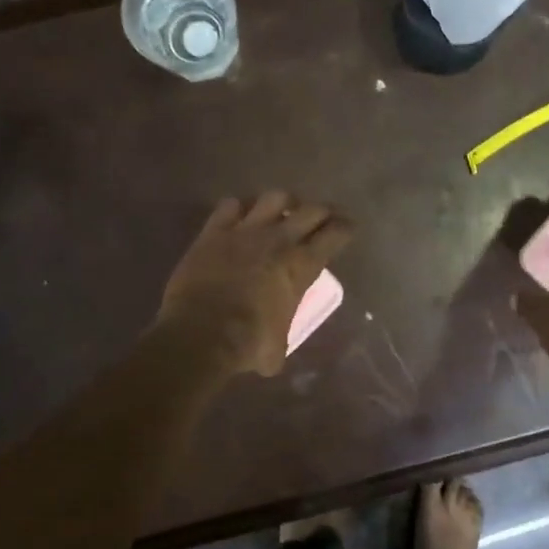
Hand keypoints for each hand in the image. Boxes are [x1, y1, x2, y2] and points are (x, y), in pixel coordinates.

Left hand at [157, 191, 353, 377]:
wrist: (200, 334)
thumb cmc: (247, 343)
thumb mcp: (277, 347)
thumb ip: (280, 337)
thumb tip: (272, 351)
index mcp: (302, 265)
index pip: (336, 234)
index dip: (346, 228)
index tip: (348, 228)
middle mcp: (280, 239)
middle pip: (312, 209)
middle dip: (322, 211)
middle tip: (323, 218)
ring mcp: (245, 230)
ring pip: (275, 197)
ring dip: (284, 202)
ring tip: (284, 211)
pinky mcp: (214, 231)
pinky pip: (231, 205)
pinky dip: (239, 207)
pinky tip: (241, 216)